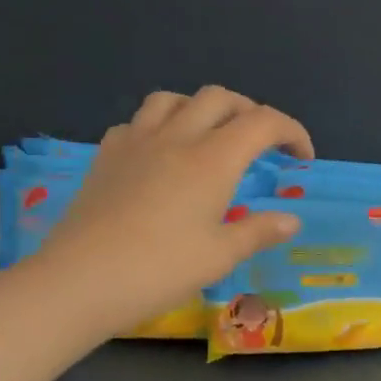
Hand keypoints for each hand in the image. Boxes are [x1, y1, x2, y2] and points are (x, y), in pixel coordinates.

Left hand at [33, 88, 312, 334]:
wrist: (78, 282)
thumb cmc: (159, 269)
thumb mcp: (220, 255)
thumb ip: (259, 231)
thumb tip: (291, 220)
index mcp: (213, 160)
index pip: (263, 122)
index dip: (291, 131)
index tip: (302, 158)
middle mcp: (177, 138)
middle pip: (220, 98)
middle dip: (251, 112)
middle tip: (262, 145)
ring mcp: (136, 142)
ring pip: (174, 99)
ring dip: (203, 109)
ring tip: (212, 137)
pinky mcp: (106, 155)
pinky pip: (138, 121)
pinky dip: (162, 126)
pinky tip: (163, 154)